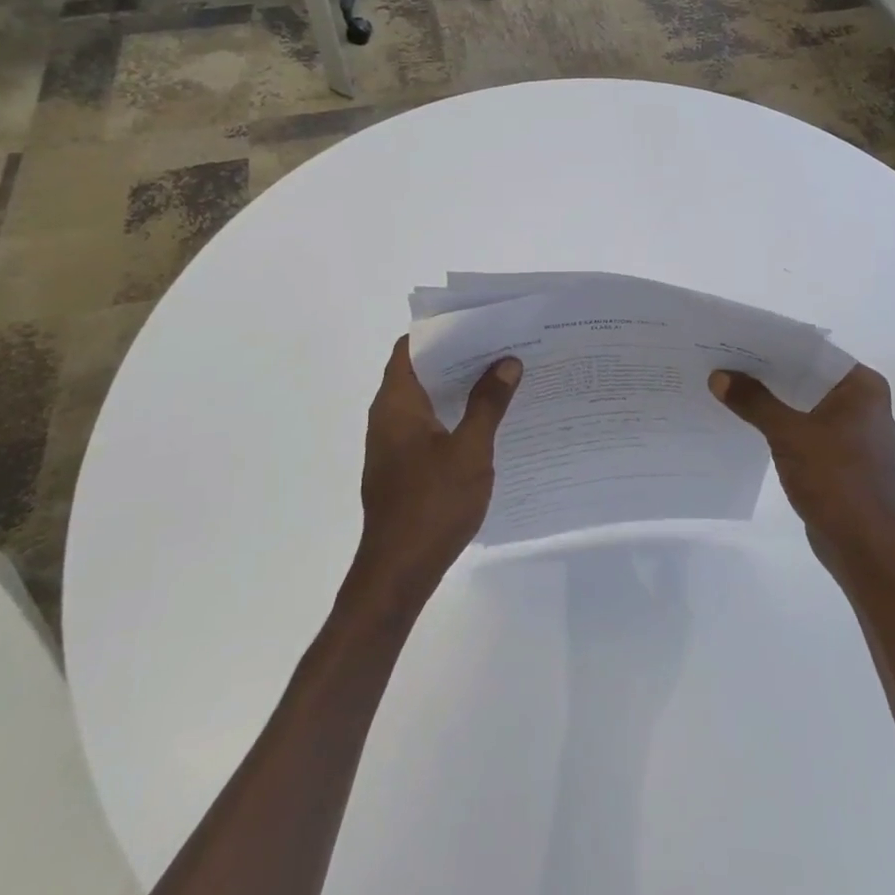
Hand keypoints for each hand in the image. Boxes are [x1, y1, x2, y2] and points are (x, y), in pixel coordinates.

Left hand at [356, 336, 522, 604]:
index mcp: (397, 403)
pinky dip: (453, 415)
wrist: (398, 572)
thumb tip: (507, 362)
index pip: (411, 347)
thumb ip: (488, 404)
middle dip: (459, 357)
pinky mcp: (401, 468)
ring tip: (502, 377)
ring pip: (426, 400)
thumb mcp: (470, 450)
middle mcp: (388, 417)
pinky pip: (428, 426)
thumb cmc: (432, 504)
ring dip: (458, 388)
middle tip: (502, 346)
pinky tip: (487, 423)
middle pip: (420, 371)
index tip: (479, 322)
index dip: (442, 330)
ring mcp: (392, 445)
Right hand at [709, 364, 894, 586]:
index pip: (812, 351)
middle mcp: (862, 402)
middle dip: (767, 372)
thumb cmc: (836, 482)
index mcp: (862, 386)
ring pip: (804, 402)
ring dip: (771, 398)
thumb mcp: (789, 435)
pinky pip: (805, 427)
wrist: (865, 550)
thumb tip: (718, 376)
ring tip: (728, 386)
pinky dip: (780, 422)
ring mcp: (852, 431)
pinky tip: (748, 421)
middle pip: (807, 375)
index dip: (773, 345)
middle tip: (723, 360)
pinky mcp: (840, 456)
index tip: (736, 340)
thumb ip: (754, 402)